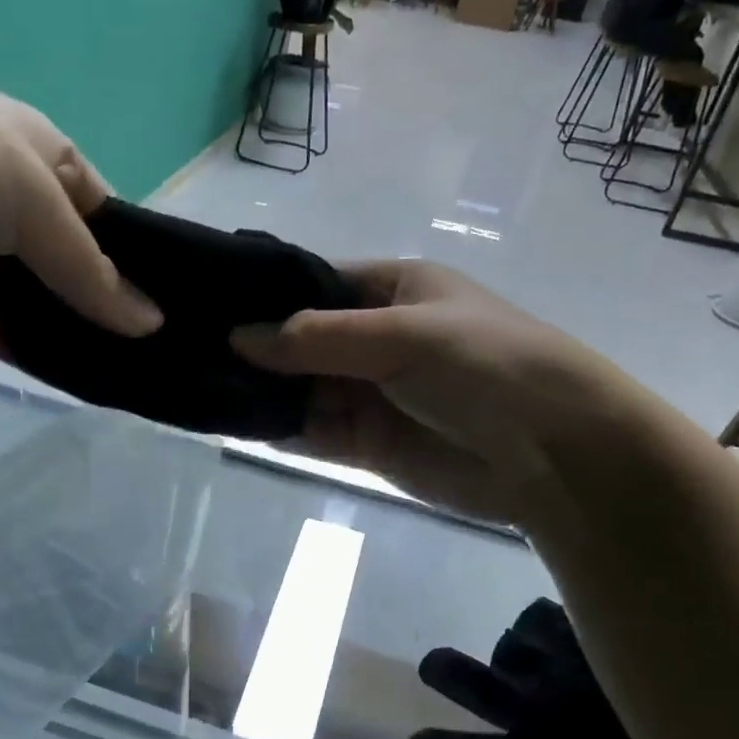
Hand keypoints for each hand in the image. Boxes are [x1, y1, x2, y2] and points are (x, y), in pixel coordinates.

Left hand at [0, 13, 161, 351]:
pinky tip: (90, 388)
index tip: (182, 314)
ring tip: (143, 382)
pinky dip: (43, 361)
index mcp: (49, 166)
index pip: (111, 225)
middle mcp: (23, 215)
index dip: (145, 266)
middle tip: (170, 362)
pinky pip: (10, 338)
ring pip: (48, 312)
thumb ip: (89, 270)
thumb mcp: (35, 198)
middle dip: (116, 313)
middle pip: (81, 274)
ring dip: (84, 342)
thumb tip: (149, 324)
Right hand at [232, 260, 619, 522]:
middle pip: (298, 339)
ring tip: (195, 389)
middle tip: (184, 353)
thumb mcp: (402, 336)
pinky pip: (312, 432)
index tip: (204, 304)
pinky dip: (278, 430)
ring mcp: (369, 393)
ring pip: (300, 388)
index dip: (263, 294)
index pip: (312, 283)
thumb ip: (317, 338)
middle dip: (253, 348)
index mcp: (392, 290)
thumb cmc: (484, 366)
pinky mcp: (368, 444)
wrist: (554, 455)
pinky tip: (234, 426)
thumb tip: (238, 337)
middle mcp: (374, 338)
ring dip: (260, 392)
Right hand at [411, 598, 666, 738]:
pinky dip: (559, 620)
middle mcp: (546, 702)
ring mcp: (566, 655)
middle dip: (448, 672)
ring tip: (540, 649)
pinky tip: (588, 619)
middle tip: (433, 665)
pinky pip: (556, 610)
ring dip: (523, 645)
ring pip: (519, 635)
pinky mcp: (591, 619)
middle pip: (476, 681)